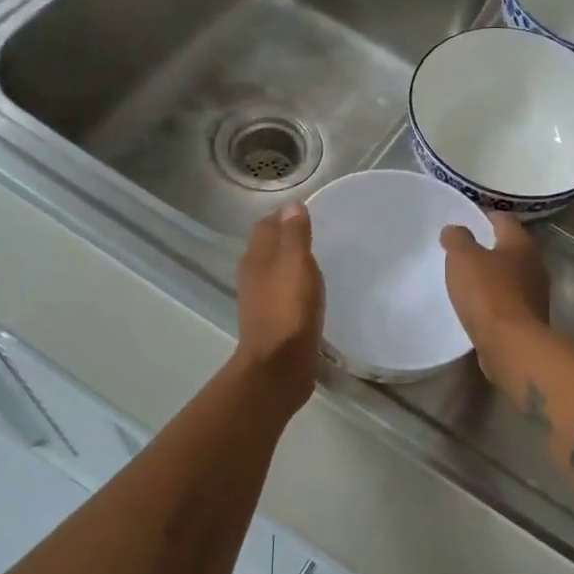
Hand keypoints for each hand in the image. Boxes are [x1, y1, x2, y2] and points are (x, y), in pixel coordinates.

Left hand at [233, 202, 324, 411]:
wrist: (278, 367)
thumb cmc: (288, 310)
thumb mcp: (296, 264)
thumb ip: (294, 235)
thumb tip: (291, 205)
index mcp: (256, 258)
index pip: (267, 225)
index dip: (285, 216)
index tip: (311, 212)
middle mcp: (253, 277)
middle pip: (269, 248)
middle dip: (289, 238)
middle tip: (320, 235)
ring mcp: (261, 301)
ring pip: (276, 272)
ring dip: (292, 265)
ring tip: (319, 262)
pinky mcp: (273, 323)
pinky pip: (284, 295)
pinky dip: (296, 288)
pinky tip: (313, 294)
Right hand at [440, 213, 550, 383]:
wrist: (512, 345)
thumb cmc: (488, 293)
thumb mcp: (463, 258)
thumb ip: (457, 239)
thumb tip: (454, 229)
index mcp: (522, 243)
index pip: (503, 218)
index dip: (483, 216)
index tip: (464, 220)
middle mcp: (536, 264)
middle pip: (510, 248)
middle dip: (489, 247)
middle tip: (463, 251)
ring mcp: (536, 293)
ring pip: (512, 275)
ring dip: (493, 276)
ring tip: (468, 280)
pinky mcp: (531, 318)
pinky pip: (510, 301)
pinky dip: (496, 299)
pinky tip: (479, 306)